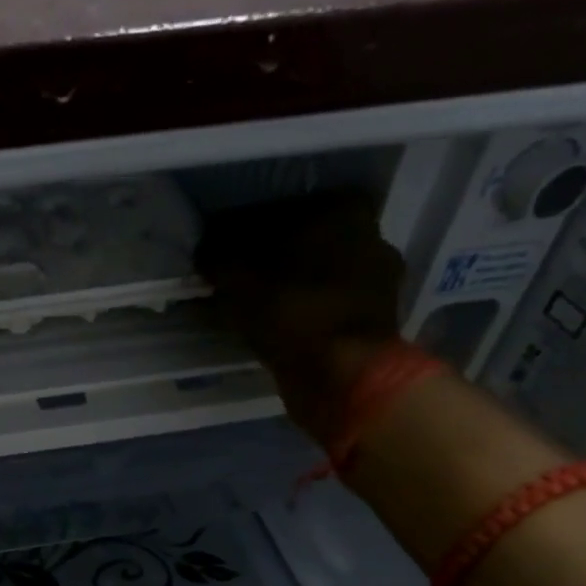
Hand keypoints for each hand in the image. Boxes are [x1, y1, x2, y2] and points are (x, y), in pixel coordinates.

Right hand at [195, 192, 403, 435]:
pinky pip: (329, 303)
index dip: (246, 230)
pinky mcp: (377, 316)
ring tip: (256, 303)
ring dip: (291, 285)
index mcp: (342, 210)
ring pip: (319, 273)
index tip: (223, 250)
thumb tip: (205, 249)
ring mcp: (380, 278)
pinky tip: (279, 324)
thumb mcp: (236, 282)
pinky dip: (305, 309)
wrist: (343, 376)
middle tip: (237, 276)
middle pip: (305, 240)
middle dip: (272, 256)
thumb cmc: (291, 314)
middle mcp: (371, 234)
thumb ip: (218, 259)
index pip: (281, 209)